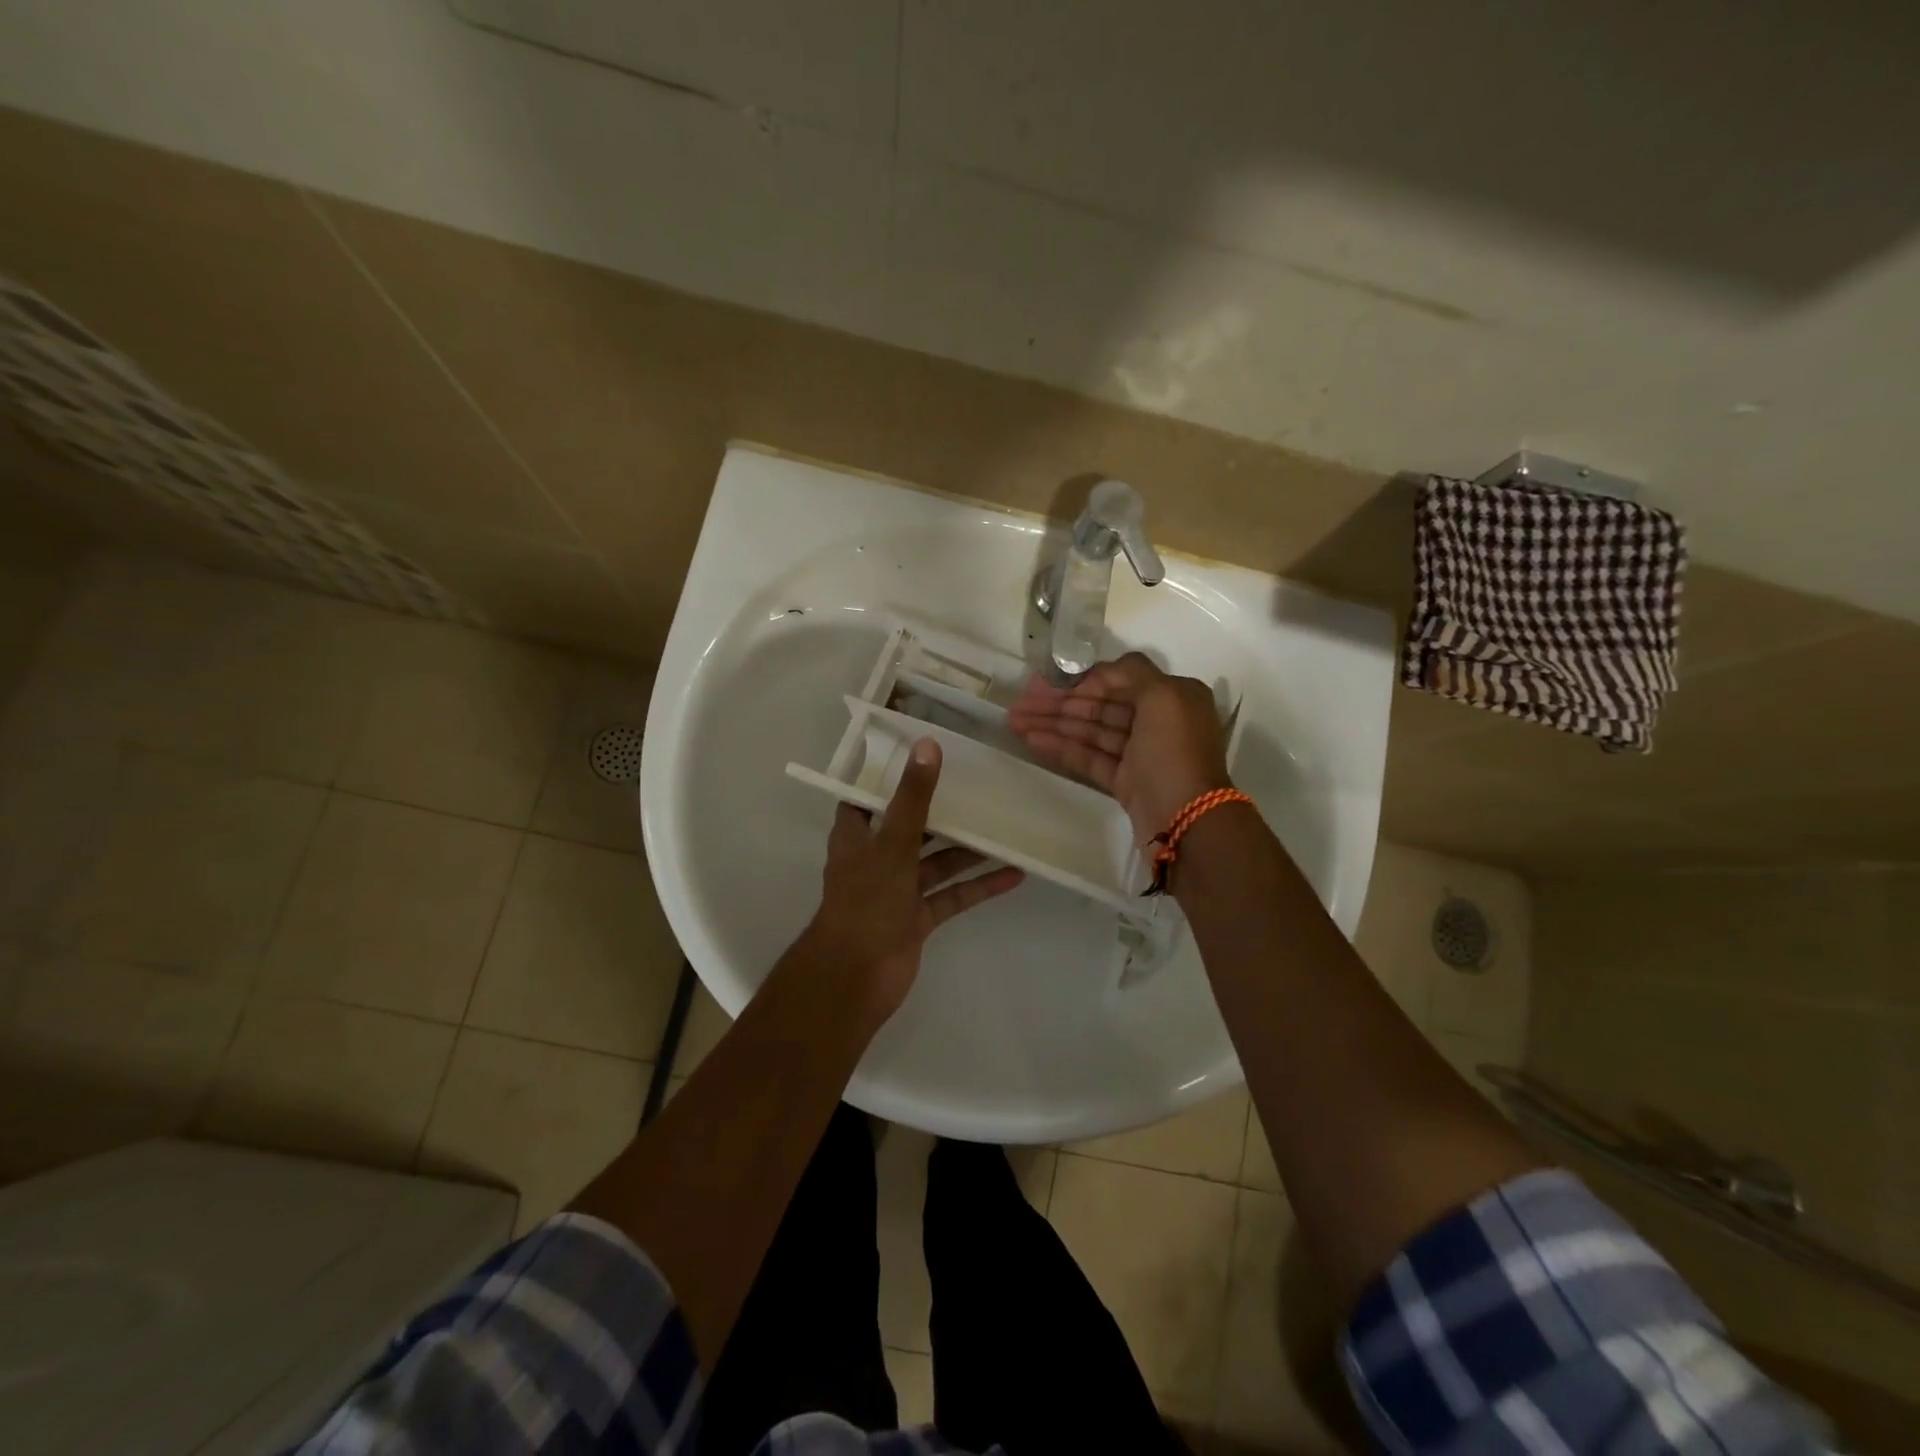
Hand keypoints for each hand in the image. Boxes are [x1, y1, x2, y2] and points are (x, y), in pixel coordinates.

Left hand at [802, 738, 1024, 1021]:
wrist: (856, 977)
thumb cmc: (867, 901)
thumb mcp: (892, 842)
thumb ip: (913, 797)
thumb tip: (928, 745)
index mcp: (858, 835)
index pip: (872, 795)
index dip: (893, 775)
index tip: (926, 753)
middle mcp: (877, 858)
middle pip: (913, 827)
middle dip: (944, 811)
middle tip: (980, 786)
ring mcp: (899, 890)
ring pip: (938, 862)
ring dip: (968, 850)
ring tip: (1006, 828)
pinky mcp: (918, 918)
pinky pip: (953, 895)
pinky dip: (979, 886)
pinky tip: (1013, 874)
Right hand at [1007, 653, 1232, 844]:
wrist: (1187, 820)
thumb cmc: (1175, 751)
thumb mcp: (1163, 696)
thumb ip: (1129, 673)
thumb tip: (1095, 673)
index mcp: (1172, 696)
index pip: (1119, 679)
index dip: (1081, 679)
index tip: (1047, 681)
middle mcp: (1157, 721)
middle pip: (1101, 705)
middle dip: (1059, 703)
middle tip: (1020, 703)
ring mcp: (1140, 754)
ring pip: (1091, 731)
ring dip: (1053, 725)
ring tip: (1015, 722)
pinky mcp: (1125, 781)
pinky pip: (1089, 757)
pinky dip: (1062, 748)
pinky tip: (1033, 740)